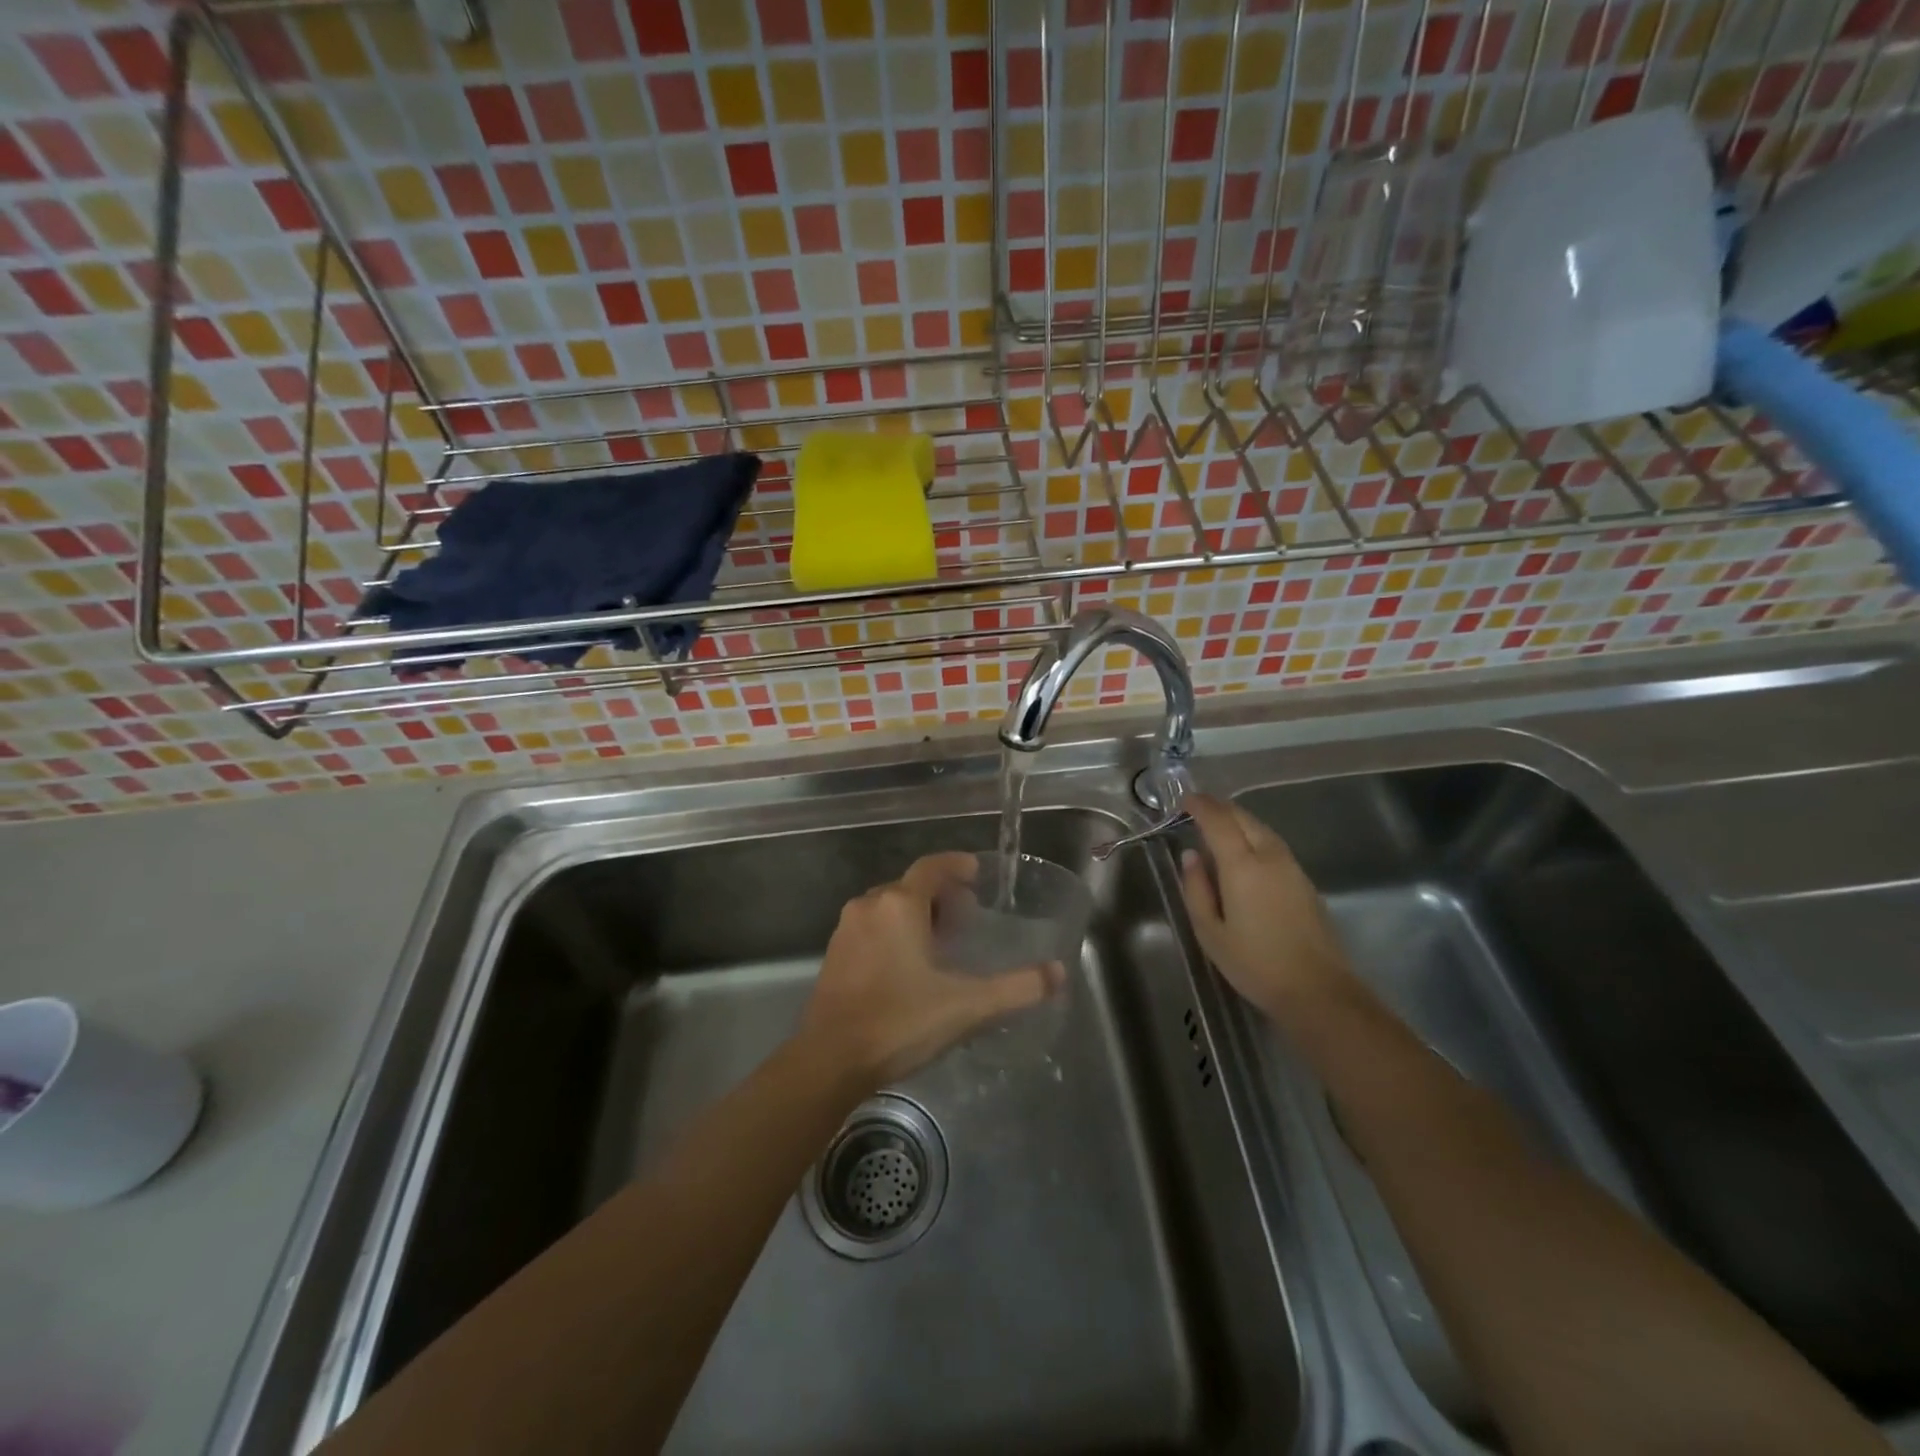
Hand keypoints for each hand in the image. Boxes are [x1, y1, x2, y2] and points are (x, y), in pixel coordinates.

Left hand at [800, 852, 1064, 1085]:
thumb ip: (1017, 988)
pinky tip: (906, 966)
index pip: (932, 867)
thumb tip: (1059, 973)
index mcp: (900, 904)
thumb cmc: (901, 1022)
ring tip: (939, 943)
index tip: (976, 873)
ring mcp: (846, 930)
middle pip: (910, 886)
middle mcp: (869, 906)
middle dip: (939, 896)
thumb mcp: (967, 1006)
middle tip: (965, 919)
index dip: (956, 865)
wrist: (831, 1061)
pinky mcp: (833, 954)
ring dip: (914, 914)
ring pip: (887, 907)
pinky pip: (870, 928)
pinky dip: (892, 932)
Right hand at [1179, 794, 1356, 1023]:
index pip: (1219, 821)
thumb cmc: (1254, 964)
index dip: (1200, 805)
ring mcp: (1292, 867)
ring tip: (1217, 826)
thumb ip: (1196, 889)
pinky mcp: (1304, 881)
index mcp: (1243, 865)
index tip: (1183, 799)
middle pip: (1243, 818)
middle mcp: (1269, 856)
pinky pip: (1273, 844)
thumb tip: (1191, 856)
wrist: (1318, 990)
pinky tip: (1243, 850)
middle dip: (1219, 808)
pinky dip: (1253, 835)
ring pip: (1261, 828)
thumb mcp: (1210, 931)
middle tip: (1197, 808)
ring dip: (1238, 820)